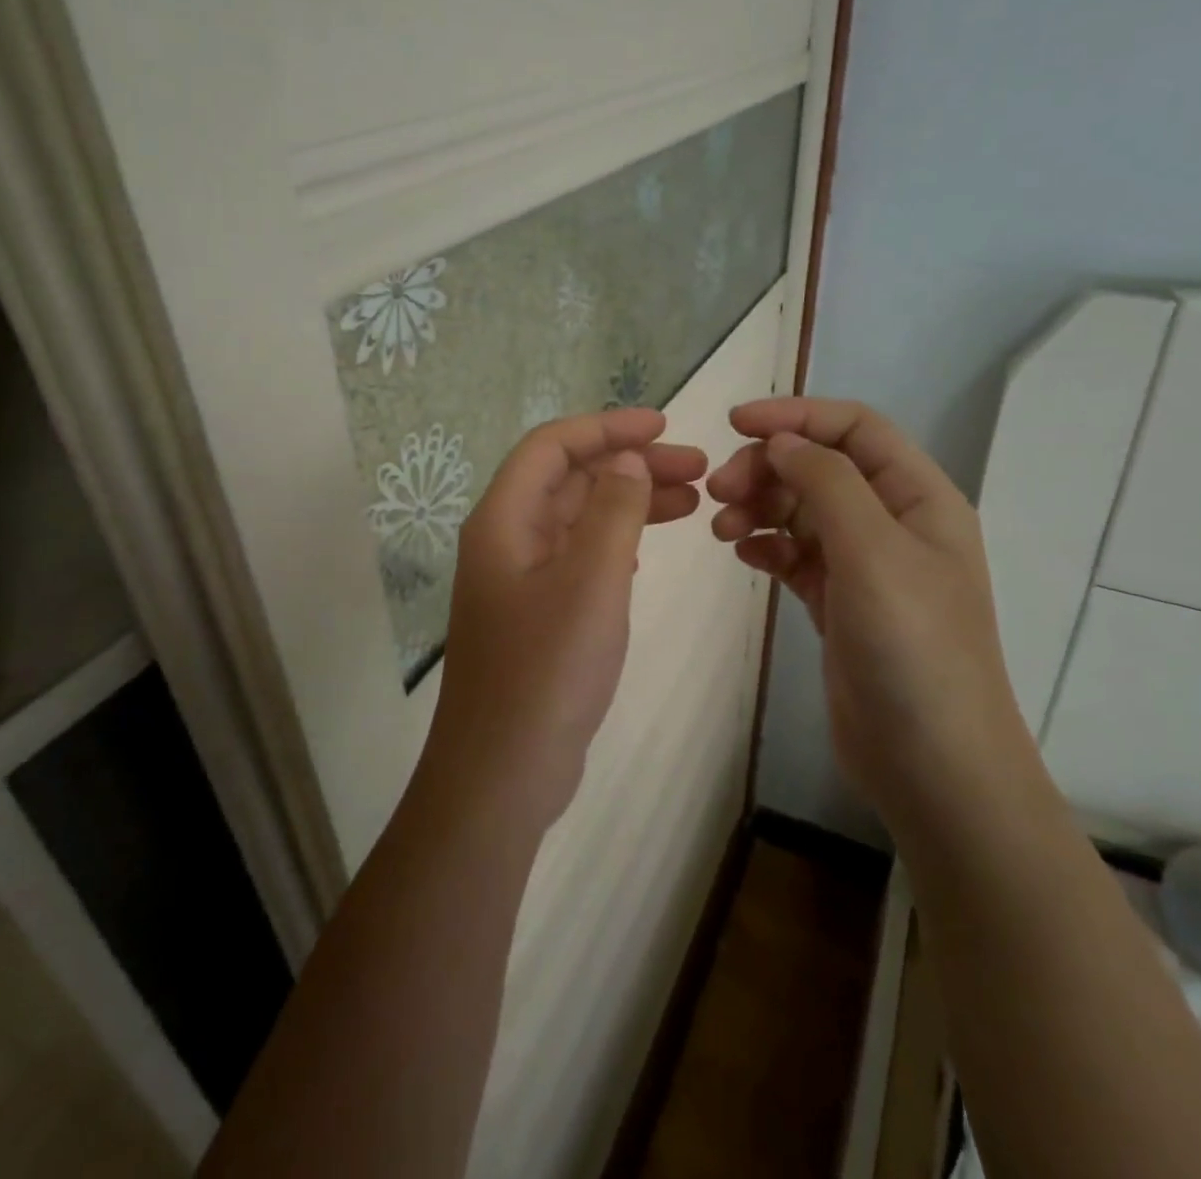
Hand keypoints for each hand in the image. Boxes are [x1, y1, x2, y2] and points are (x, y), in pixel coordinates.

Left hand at [424, 409, 707, 833]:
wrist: (502, 774)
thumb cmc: (546, 672)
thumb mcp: (591, 582)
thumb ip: (613, 511)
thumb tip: (626, 459)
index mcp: (504, 520)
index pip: (552, 446)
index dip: (607, 426)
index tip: (666, 427)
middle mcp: (505, 539)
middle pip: (569, 478)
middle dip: (630, 465)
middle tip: (698, 470)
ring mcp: (518, 579)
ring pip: (578, 518)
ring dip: (629, 502)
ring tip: (693, 502)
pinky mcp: (535, 614)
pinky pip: (578, 556)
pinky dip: (615, 541)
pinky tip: (647, 548)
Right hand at [705, 397, 1021, 820]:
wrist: (933, 765)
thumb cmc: (913, 648)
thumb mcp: (873, 551)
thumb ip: (827, 482)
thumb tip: (781, 441)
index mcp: (919, 498)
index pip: (855, 428)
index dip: (797, 415)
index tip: (735, 424)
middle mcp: (893, 523)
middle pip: (821, 468)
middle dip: (767, 468)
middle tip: (717, 491)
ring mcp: (865, 566)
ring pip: (802, 511)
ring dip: (759, 507)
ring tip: (721, 529)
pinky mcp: (838, 604)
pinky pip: (795, 556)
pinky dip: (766, 547)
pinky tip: (743, 555)